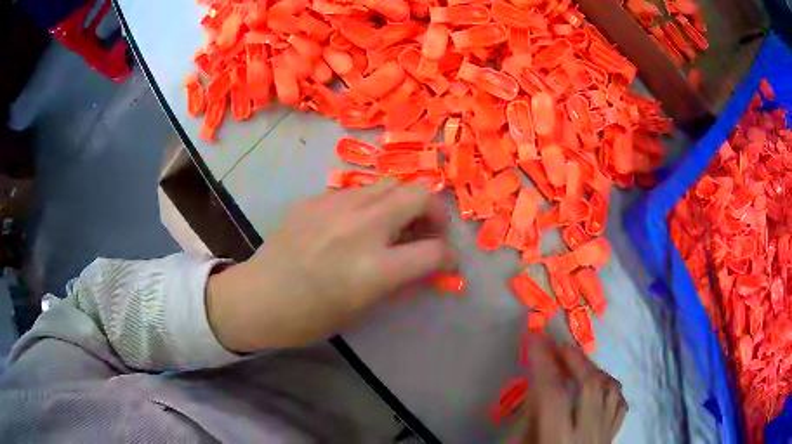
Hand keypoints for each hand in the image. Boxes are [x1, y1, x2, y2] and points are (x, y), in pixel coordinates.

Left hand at [206, 180, 454, 352]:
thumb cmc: (310, 317)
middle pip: (418, 196)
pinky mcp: (315, 199)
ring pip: (389, 183)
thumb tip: (421, 261)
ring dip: (403, 201)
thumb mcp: (363, 307)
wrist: (258, 298)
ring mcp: (336, 207)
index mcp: (375, 268)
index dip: (449, 257)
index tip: (447, 262)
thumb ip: (397, 278)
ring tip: (395, 221)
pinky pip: (356, 191)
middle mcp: (361, 228)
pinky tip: (355, 222)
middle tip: (428, 229)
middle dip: (434, 212)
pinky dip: (369, 203)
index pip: (434, 251)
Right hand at [522, 335, 626, 443]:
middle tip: (557, 345)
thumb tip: (538, 385)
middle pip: (589, 386)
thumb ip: (528, 419)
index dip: (542, 362)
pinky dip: (611, 388)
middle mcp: (587, 436)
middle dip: (573, 358)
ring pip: (610, 390)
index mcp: (557, 441)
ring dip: (594, 370)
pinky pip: (620, 405)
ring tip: (577, 363)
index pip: (552, 394)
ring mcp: (604, 436)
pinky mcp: (612, 438)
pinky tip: (598, 386)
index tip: (533, 337)